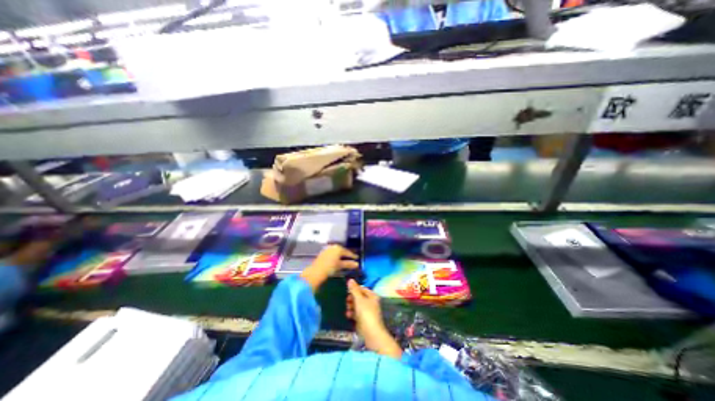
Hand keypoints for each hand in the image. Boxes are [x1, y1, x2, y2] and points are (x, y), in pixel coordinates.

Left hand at [300, 244, 360, 290]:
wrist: (316, 271)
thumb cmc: (330, 267)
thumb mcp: (340, 265)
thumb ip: (349, 264)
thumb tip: (357, 264)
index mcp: (338, 248)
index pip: (347, 252)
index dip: (352, 256)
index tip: (357, 258)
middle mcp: (333, 247)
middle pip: (342, 251)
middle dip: (346, 255)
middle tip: (351, 259)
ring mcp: (327, 249)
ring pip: (336, 253)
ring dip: (341, 257)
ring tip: (344, 261)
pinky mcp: (323, 253)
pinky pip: (332, 254)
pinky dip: (335, 257)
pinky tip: (336, 262)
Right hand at [347, 279, 401, 360]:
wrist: (372, 335)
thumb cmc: (366, 314)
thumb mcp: (359, 300)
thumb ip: (354, 290)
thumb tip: (350, 279)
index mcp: (372, 295)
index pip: (362, 288)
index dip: (354, 289)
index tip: (347, 291)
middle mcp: (371, 302)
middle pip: (359, 297)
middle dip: (352, 298)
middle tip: (346, 301)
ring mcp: (367, 312)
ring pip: (357, 305)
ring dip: (351, 306)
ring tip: (347, 310)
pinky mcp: (364, 320)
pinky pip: (357, 314)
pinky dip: (352, 314)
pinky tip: (348, 316)